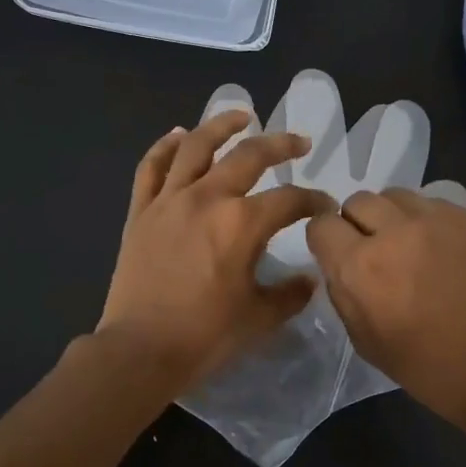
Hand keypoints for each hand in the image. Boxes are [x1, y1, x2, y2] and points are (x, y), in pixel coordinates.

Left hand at [100, 111, 335, 390]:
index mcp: (242, 223)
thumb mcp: (259, 318)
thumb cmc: (205, 336)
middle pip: (249, 156)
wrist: (140, 350)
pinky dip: (164, 146)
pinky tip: (178, 135)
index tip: (325, 207)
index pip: (289, 200)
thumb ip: (290, 294)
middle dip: (280, 145)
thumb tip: (309, 278)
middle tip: (298, 142)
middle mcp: (207, 198)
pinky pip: (152, 167)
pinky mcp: (141, 212)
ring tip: (240, 116)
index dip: (314, 200)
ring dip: (220, 125)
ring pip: (196, 146)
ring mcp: (169, 200)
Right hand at [306, 189, 465, 435]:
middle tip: (376, 250)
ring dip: (394, 216)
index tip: (338, 253)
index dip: (326, 239)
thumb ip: (344, 293)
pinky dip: (432, 223)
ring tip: (411, 245)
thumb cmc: (429, 369)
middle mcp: (395, 232)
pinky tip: (447, 254)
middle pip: (359, 200)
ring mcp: (440, 220)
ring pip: (398, 196)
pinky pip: (438, 206)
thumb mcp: (365, 341)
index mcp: (360, 267)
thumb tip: (340, 265)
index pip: (321, 224)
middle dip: (358, 223)